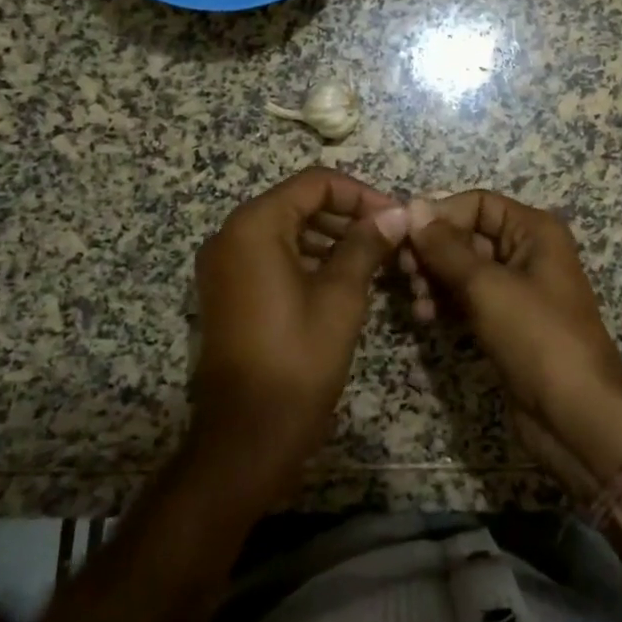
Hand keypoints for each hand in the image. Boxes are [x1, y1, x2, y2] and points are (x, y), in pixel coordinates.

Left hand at [190, 168, 409, 503]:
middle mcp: (231, 235)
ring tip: (375, 258)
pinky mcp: (228, 292)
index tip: (395, 217)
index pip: (315, 184)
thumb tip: (396, 213)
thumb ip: (366, 244)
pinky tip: (344, 279)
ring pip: (287, 230)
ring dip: (330, 238)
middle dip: (347, 215)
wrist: (247, 437)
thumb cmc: (298, 359)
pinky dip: (308, 259)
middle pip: (298, 203)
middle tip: (390, 238)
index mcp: (254, 226)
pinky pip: (272, 257)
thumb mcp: (341, 295)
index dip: (360, 194)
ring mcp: (225, 265)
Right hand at [402, 192, 621, 498]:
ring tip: (416, 301)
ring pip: (464, 268)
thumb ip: (445, 247)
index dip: (440, 214)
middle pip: (468, 234)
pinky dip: (445, 302)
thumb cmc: (536, 337)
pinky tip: (425, 317)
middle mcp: (527, 252)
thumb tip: (411, 207)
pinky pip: (468, 298)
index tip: (402, 236)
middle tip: (404, 272)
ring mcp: (517, 289)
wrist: (576, 416)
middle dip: (433, 250)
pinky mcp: (506, 322)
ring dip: (434, 278)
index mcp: (534, 230)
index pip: (478, 203)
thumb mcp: (487, 286)